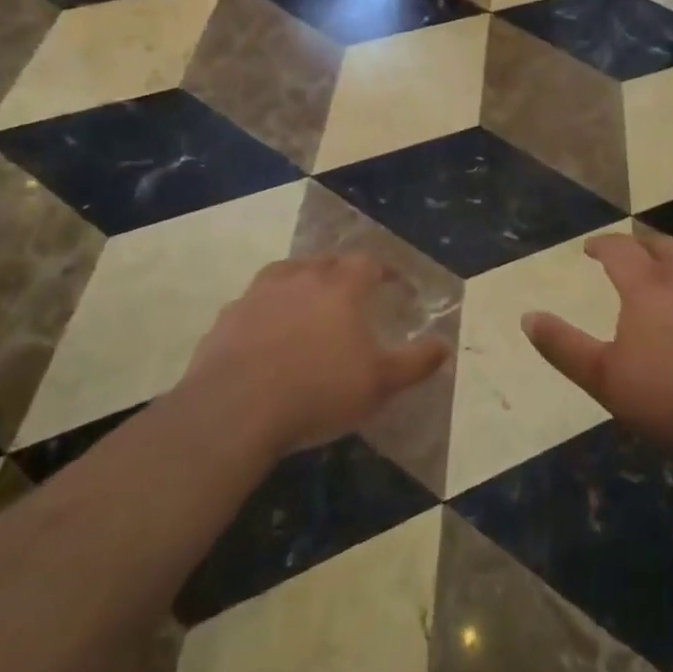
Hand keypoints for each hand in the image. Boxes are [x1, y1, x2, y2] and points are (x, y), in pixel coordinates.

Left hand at [181, 254, 449, 457]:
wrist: (236, 409)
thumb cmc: (318, 391)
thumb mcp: (380, 384)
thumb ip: (415, 362)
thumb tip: (445, 345)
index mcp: (340, 287)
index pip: (367, 263)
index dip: (384, 270)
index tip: (393, 282)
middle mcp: (300, 278)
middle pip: (325, 261)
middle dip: (342, 270)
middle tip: (351, 288)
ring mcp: (259, 294)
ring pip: (285, 273)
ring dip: (300, 280)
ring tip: (306, 299)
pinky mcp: (227, 317)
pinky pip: (253, 302)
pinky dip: (265, 308)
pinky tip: (265, 330)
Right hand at [523, 233, 672, 472]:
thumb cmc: (669, 399)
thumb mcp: (603, 378)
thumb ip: (562, 346)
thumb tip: (528, 317)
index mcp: (646, 287)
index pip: (620, 248)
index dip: (602, 244)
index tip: (591, 248)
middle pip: (661, 245)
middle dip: (640, 245)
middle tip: (629, 256)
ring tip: (672, 268)